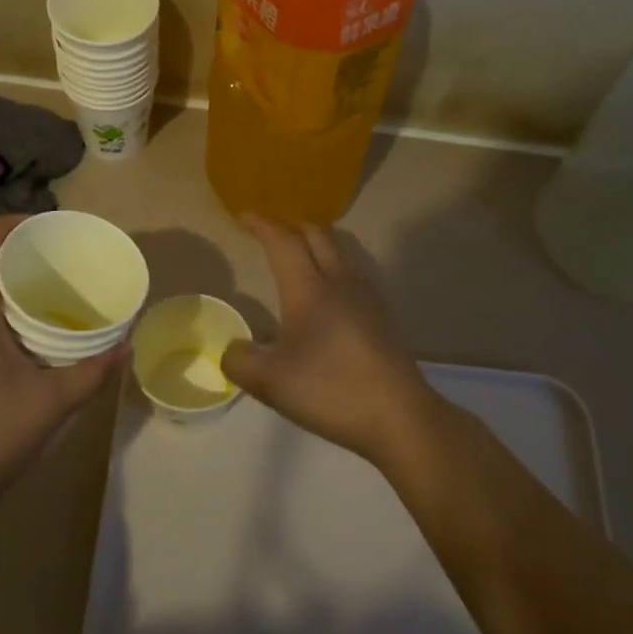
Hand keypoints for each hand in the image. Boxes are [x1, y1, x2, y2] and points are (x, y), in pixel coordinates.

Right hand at [222, 214, 444, 467]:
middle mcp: (340, 283)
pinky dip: (331, 267)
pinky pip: (351, 275)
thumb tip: (231, 350)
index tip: (244, 216)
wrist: (401, 417)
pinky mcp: (382, 318)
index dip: (262, 225)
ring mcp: (367, 299)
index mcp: (309, 290)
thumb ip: (240, 361)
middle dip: (290, 226)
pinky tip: (327, 294)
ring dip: (315, 245)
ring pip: (339, 253)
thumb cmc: (332, 391)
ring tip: (297, 256)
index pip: (284, 242)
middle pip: (317, 236)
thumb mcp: (270, 383)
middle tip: (269, 230)